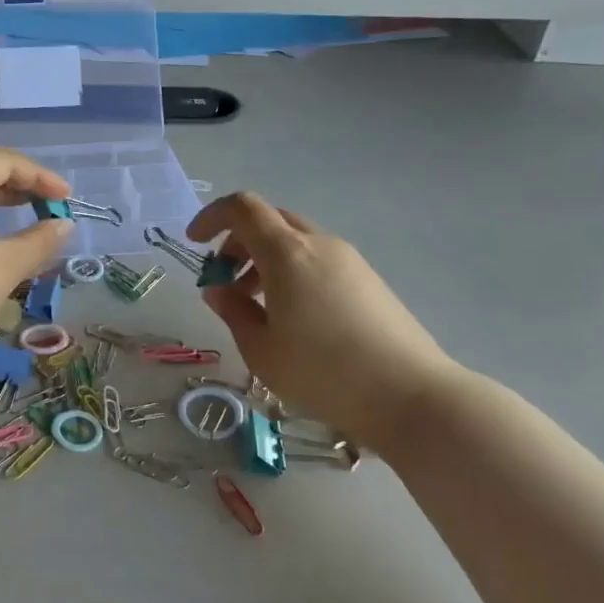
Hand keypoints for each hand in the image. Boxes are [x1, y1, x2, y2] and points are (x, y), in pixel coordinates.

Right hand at [187, 193, 460, 442]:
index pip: (243, 208)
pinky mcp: (368, 280)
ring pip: (295, 242)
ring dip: (265, 261)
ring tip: (256, 307)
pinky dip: (292, 273)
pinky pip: (318, 260)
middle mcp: (319, 244)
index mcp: (287, 253)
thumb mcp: (261, 349)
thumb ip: (233, 312)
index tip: (194, 244)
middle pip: (270, 222)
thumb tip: (218, 291)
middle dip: (238, 243)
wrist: (408, 394)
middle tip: (224, 282)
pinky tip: (293, 317)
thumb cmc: (323, 372)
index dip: (212, 217)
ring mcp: (349, 260)